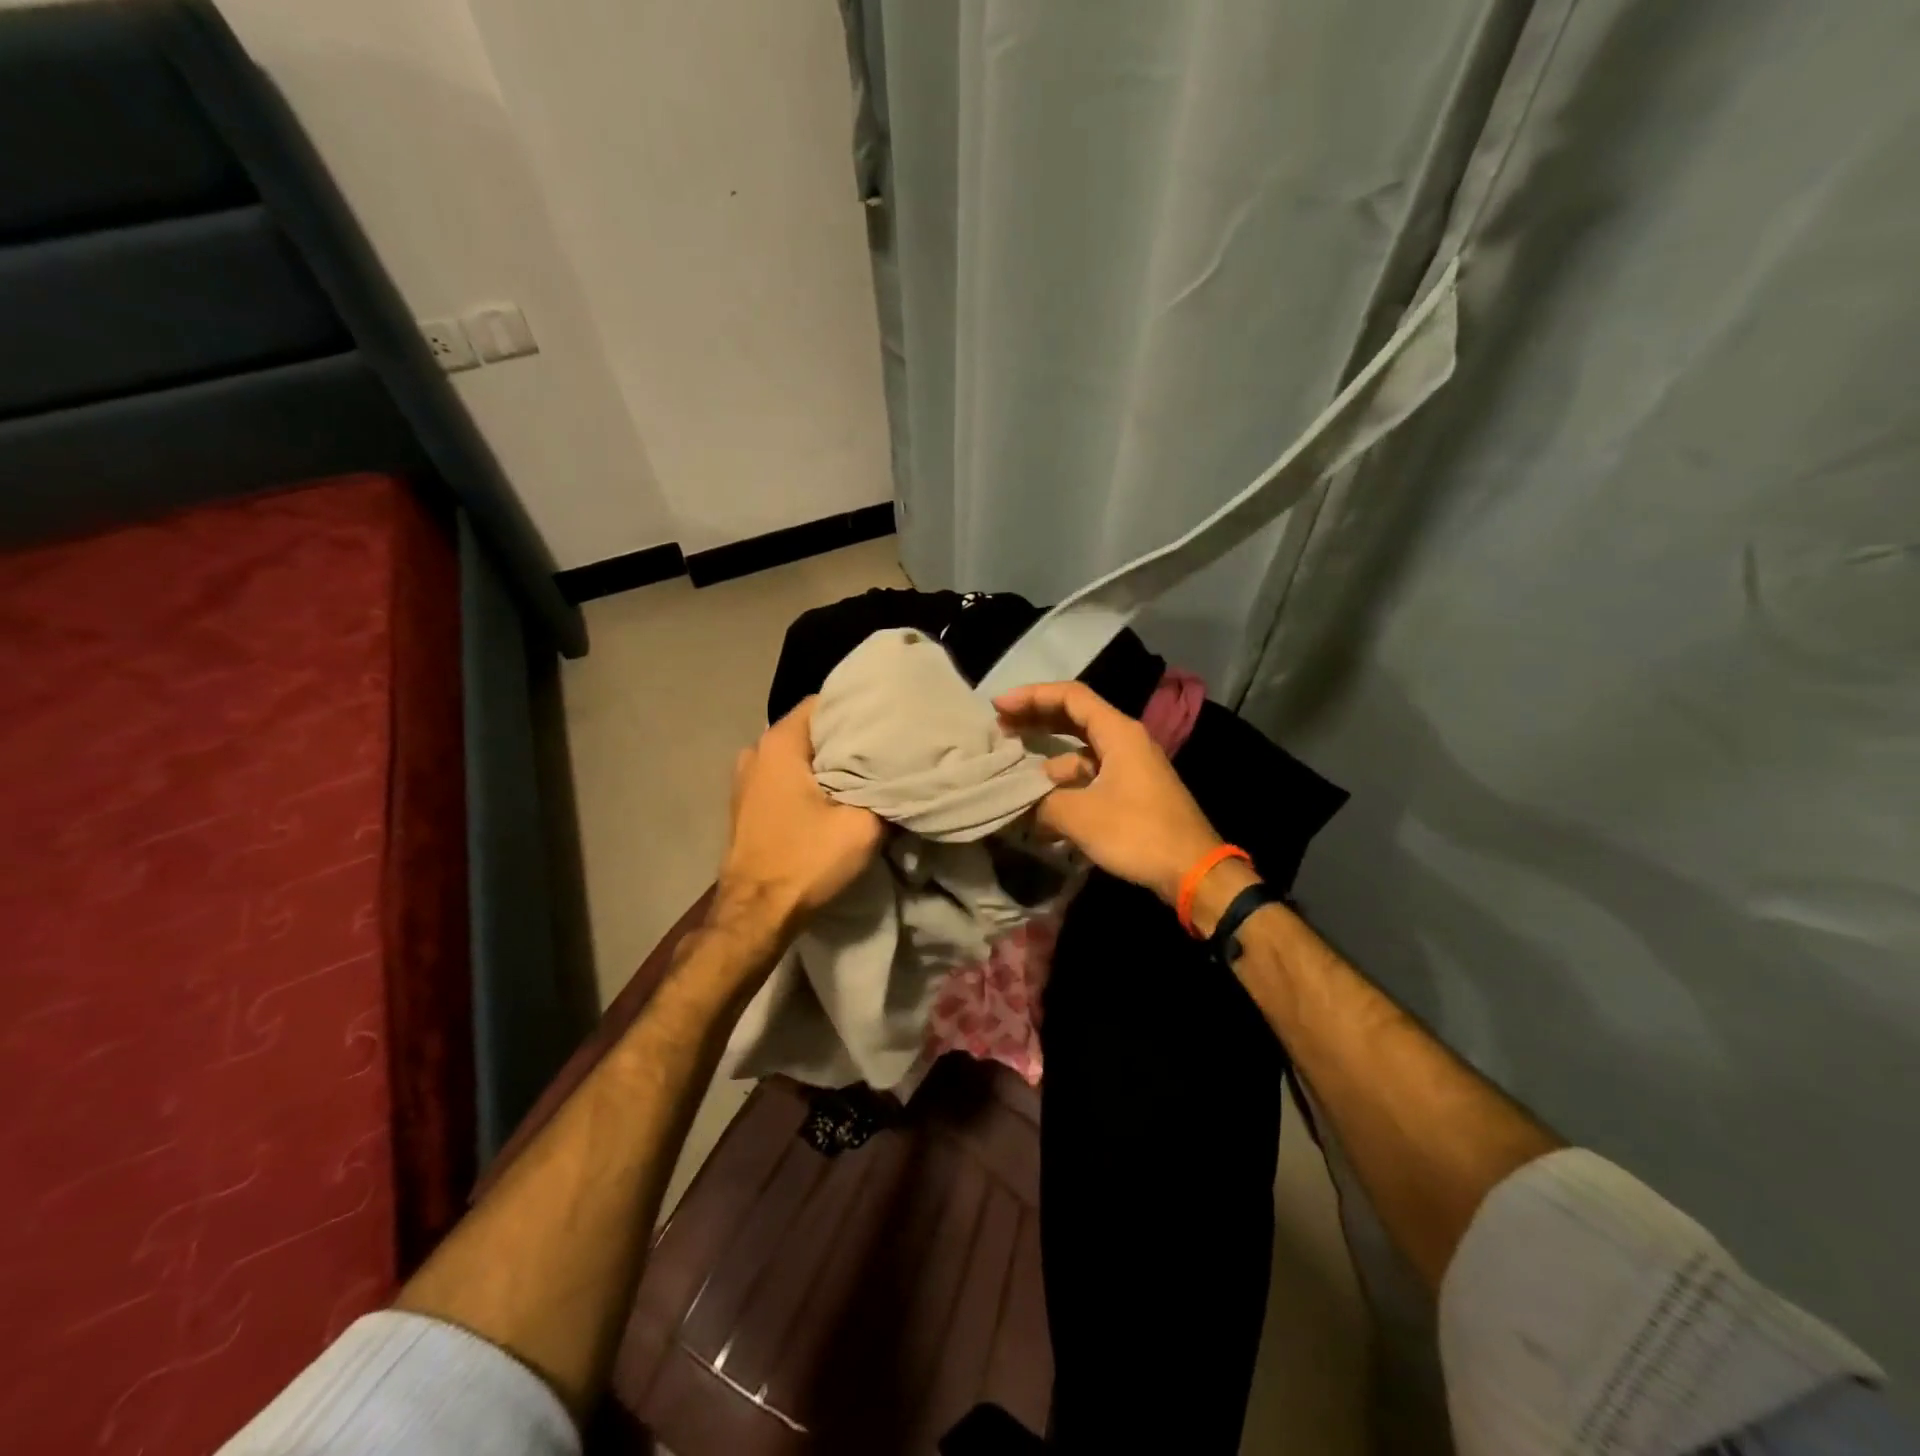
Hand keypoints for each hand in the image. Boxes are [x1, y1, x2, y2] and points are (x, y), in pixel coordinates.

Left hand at [717, 698, 883, 927]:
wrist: (755, 915)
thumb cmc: (806, 861)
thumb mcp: (863, 827)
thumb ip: (886, 793)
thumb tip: (902, 779)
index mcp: (780, 743)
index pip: (824, 700)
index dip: (859, 706)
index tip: (888, 718)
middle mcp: (757, 750)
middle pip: (812, 727)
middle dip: (847, 734)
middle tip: (885, 744)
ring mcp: (746, 777)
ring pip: (799, 753)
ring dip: (828, 760)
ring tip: (865, 768)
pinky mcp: (747, 802)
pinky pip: (786, 775)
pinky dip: (810, 778)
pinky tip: (836, 793)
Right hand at [995, 680, 1224, 904]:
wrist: (1194, 872)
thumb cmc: (1138, 832)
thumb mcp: (1080, 815)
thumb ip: (1041, 803)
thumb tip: (1018, 805)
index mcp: (1118, 732)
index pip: (1070, 696)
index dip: (1031, 696)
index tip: (998, 706)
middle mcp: (1125, 742)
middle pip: (1073, 719)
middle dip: (1036, 722)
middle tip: (1000, 729)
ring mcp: (1130, 769)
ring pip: (1080, 755)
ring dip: (1047, 764)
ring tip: (1013, 782)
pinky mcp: (1131, 794)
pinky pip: (1090, 781)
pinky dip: (1064, 790)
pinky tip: (1040, 815)